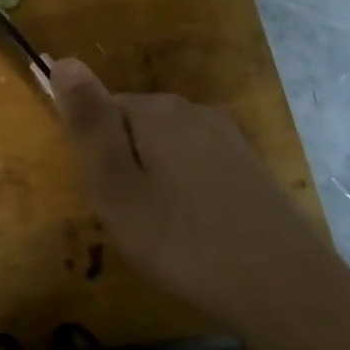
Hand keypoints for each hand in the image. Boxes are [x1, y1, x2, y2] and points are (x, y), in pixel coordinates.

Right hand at [49, 58, 349, 336]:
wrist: (286, 289)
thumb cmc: (183, 241)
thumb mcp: (116, 187)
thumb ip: (88, 123)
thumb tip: (63, 59)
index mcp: (157, 110)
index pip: (101, 110)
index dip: (95, 156)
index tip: (107, 199)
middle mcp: (194, 111)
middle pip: (135, 127)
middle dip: (124, 167)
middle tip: (131, 221)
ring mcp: (229, 138)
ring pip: (167, 150)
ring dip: (155, 182)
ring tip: (162, 233)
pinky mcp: (251, 167)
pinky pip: (199, 167)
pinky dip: (187, 194)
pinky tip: (198, 233)